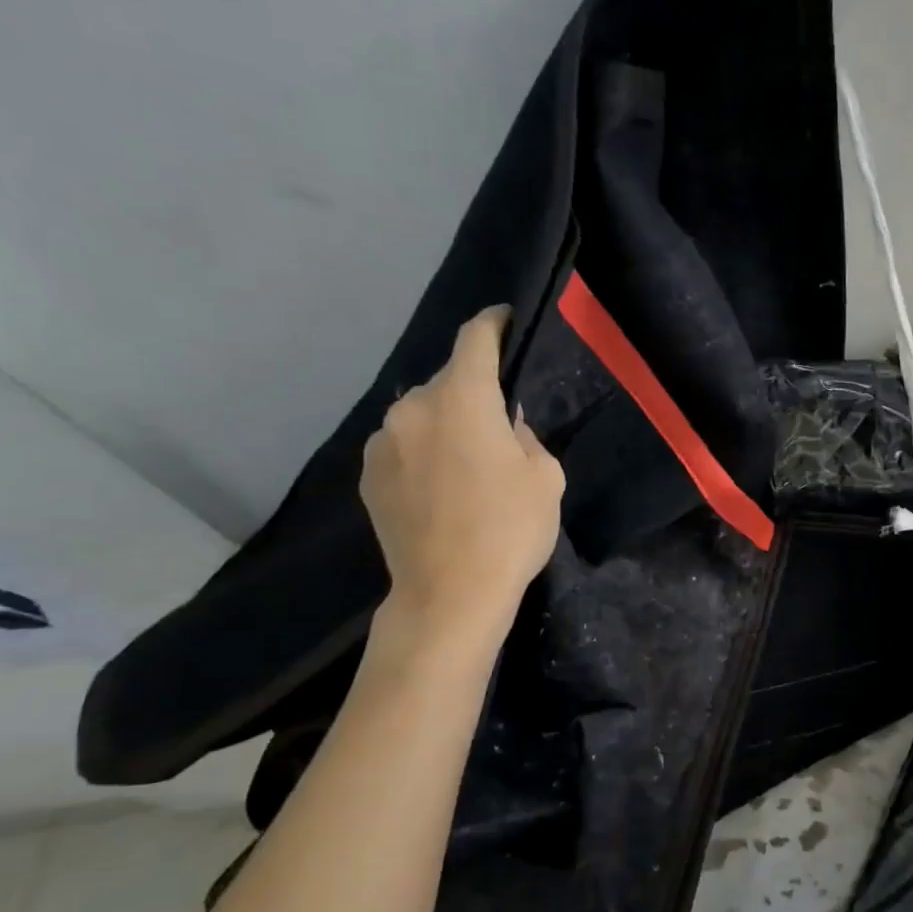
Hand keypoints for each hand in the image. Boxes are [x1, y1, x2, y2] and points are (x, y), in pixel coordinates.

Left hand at [360, 306, 563, 647]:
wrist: (449, 593)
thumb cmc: (510, 529)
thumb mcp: (545, 477)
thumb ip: (525, 436)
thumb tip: (505, 426)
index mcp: (463, 399)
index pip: (474, 339)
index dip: (492, 323)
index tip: (504, 318)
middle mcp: (413, 408)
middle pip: (447, 381)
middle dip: (473, 390)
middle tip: (499, 422)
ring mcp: (383, 442)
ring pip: (422, 414)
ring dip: (445, 423)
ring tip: (467, 462)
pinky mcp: (367, 475)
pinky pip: (402, 445)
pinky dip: (423, 451)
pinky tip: (441, 486)